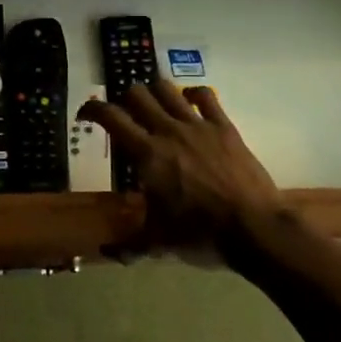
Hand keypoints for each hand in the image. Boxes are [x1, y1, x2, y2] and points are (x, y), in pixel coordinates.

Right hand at [78, 79, 286, 263]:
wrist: (254, 227)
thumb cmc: (200, 234)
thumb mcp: (159, 243)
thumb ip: (130, 245)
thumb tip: (107, 252)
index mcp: (147, 154)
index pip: (111, 117)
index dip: (93, 110)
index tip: (86, 115)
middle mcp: (168, 131)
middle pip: (137, 94)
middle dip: (124, 99)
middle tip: (125, 114)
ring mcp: (198, 125)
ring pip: (168, 89)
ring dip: (155, 92)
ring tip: (154, 105)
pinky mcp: (224, 126)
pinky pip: (206, 96)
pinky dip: (193, 94)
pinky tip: (191, 103)